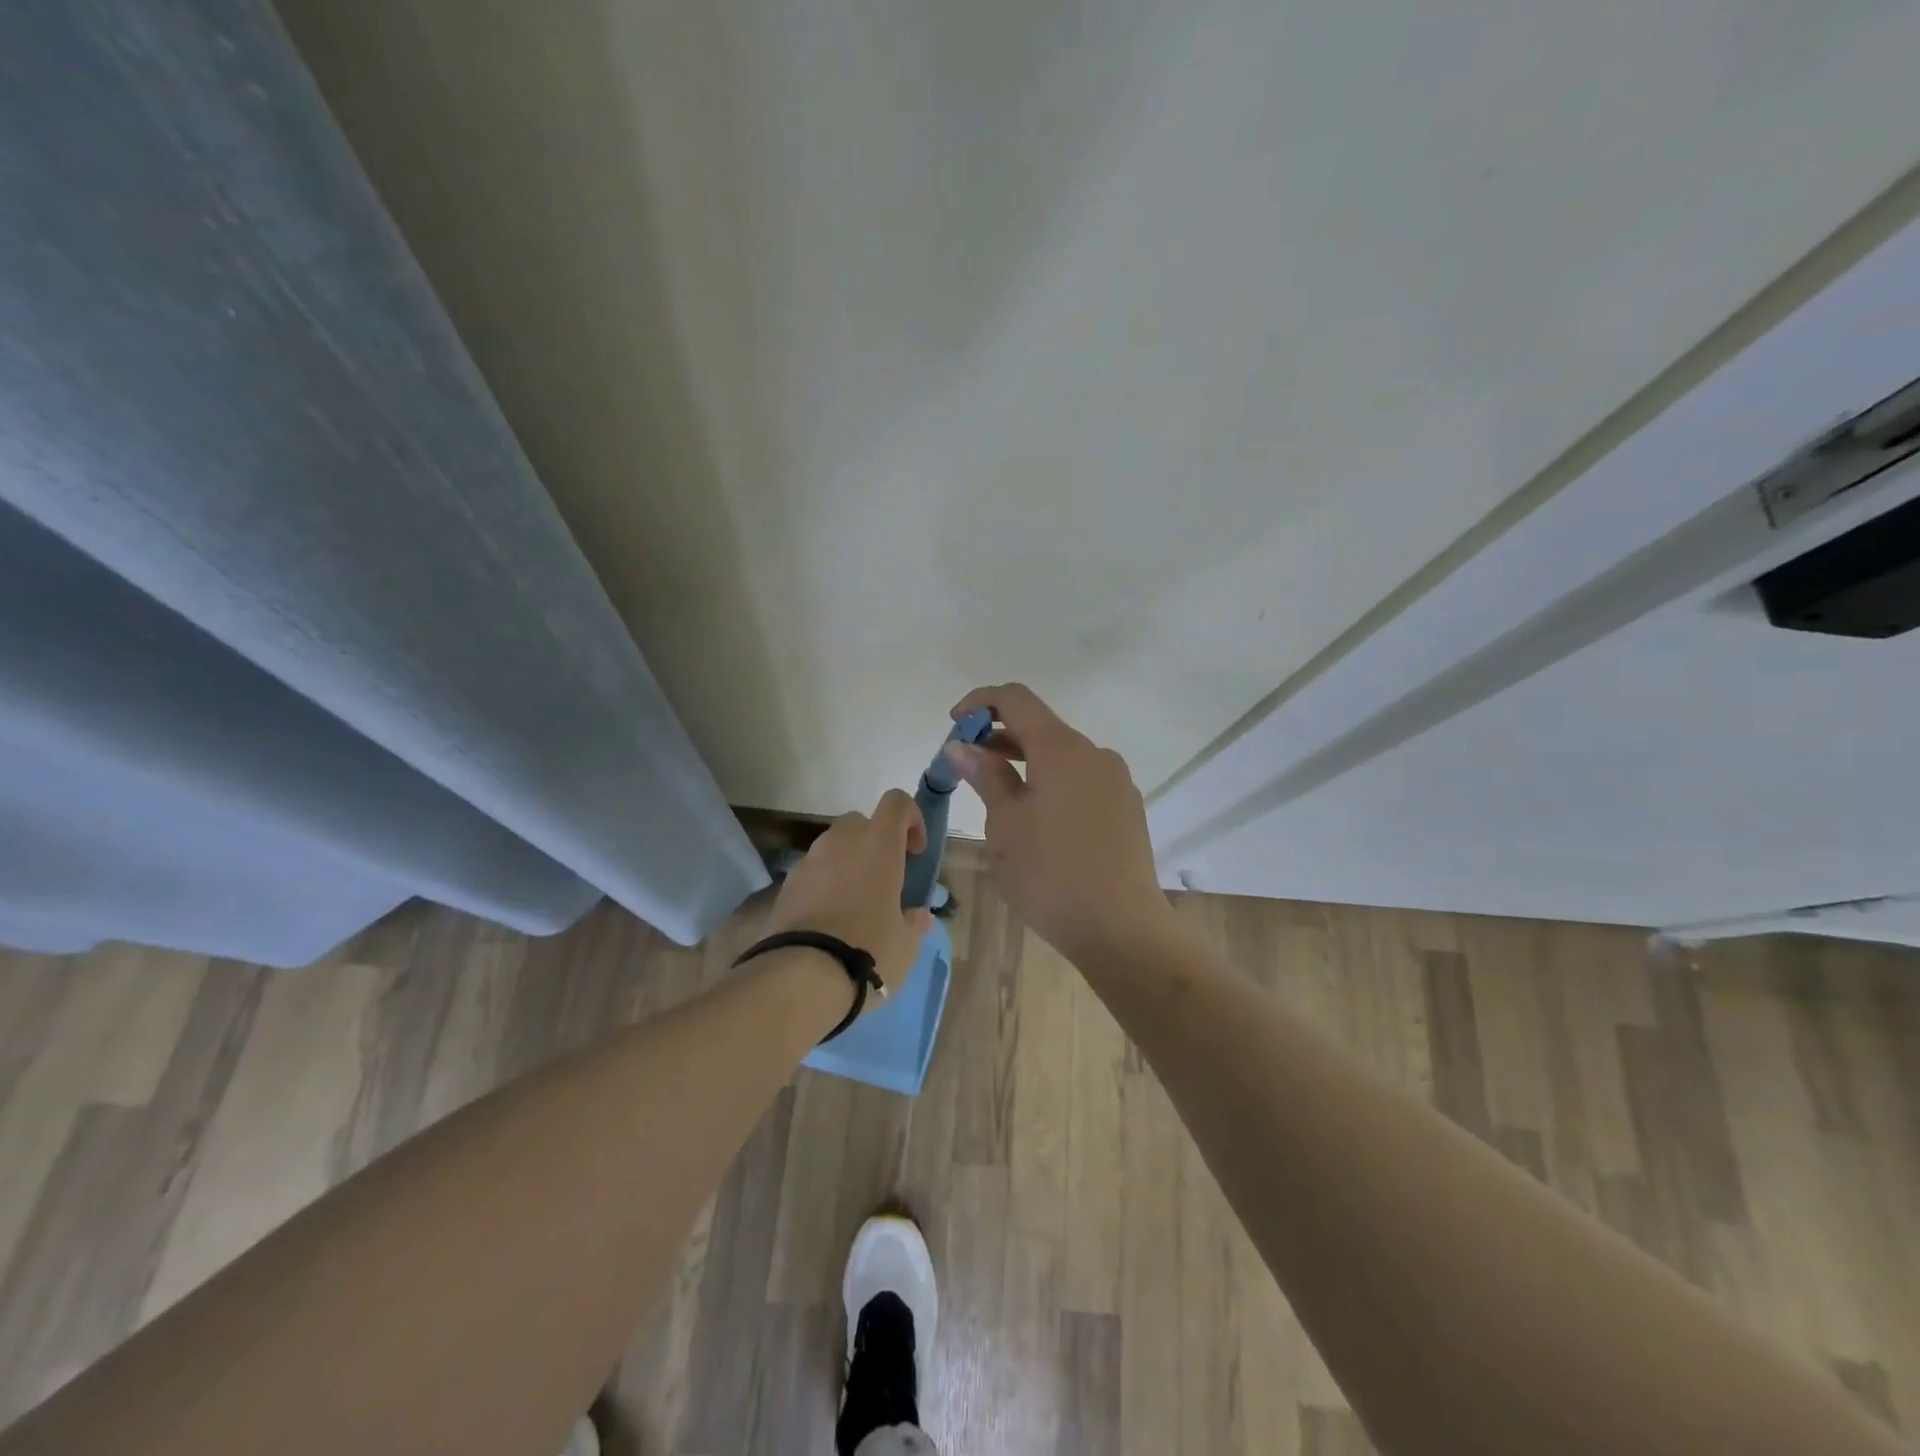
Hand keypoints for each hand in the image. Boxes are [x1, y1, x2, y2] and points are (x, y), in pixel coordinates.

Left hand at [762, 789, 936, 995]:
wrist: (801, 975)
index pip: (897, 803)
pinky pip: (813, 873)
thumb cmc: (869, 949)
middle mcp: (842, 841)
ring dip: (848, 865)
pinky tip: (830, 921)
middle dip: (875, 843)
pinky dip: (824, 886)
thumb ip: (914, 923)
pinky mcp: (786, 885)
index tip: (915, 852)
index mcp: (878, 844)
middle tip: (885, 880)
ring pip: (834, 848)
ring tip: (856, 906)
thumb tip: (918, 916)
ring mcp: (809, 861)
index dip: (911, 819)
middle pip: (861, 823)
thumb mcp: (905, 943)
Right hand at [942, 683, 1170, 961]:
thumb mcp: (1006, 824)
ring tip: (997, 796)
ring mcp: (1116, 782)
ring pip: (1062, 757)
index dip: (980, 703)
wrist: (1122, 929)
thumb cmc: (1051, 874)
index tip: (954, 724)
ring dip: (1026, 763)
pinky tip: (1037, 821)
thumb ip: (985, 777)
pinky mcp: (1126, 809)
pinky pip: (1081, 781)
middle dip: (1000, 737)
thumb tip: (962, 746)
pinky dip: (1052, 783)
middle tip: (967, 766)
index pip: (1017, 700)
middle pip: (1041, 727)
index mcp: (1062, 749)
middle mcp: (1095, 754)